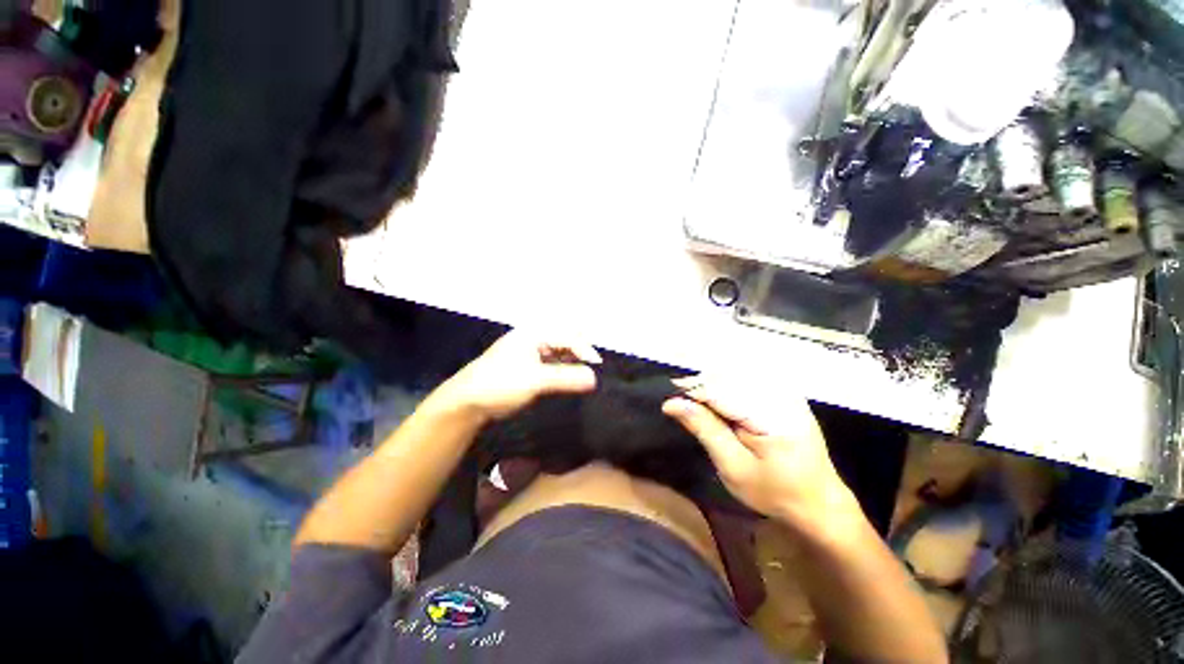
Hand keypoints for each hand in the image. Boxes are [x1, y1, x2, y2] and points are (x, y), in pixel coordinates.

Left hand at [439, 329, 600, 421]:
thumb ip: (566, 378)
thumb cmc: (500, 384)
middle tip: (592, 370)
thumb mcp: (536, 380)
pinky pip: (551, 362)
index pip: (568, 336)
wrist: (466, 402)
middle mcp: (533, 338)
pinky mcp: (526, 365)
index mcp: (534, 334)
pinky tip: (568, 379)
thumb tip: (595, 378)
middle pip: (565, 339)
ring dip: (572, 361)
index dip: (585, 350)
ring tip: (583, 376)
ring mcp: (529, 351)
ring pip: (559, 350)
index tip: (596, 369)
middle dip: (581, 351)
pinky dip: (562, 368)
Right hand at [662, 378, 860, 534]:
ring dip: (711, 383)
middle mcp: (780, 393)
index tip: (669, 402)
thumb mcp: (733, 466)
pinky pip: (747, 377)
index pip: (721, 389)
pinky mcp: (784, 392)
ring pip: (736, 372)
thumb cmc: (775, 491)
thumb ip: (704, 429)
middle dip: (700, 385)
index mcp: (771, 413)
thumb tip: (672, 403)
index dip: (692, 391)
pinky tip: (717, 397)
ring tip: (694, 399)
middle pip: (727, 375)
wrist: (819, 501)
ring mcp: (785, 390)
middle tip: (680, 402)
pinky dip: (726, 383)